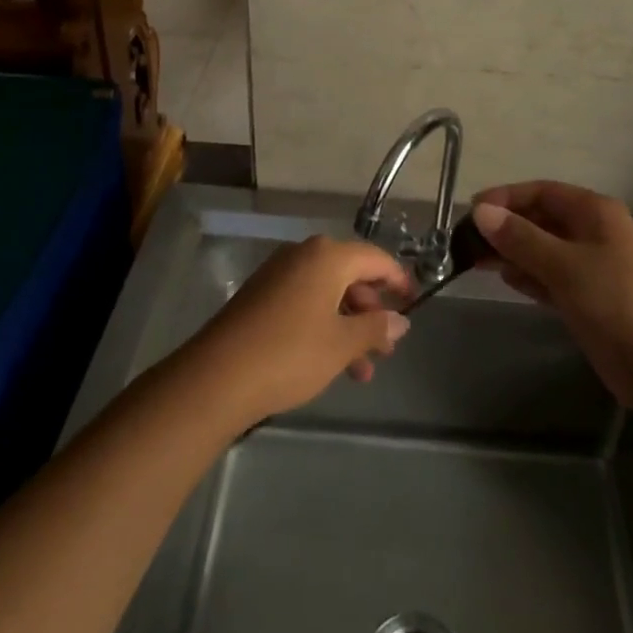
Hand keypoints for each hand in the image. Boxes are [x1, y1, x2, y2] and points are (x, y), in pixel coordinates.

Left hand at [186, 235, 412, 425]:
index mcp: (328, 256)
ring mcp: (279, 274)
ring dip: (349, 326)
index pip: (376, 258)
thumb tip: (400, 321)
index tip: (415, 303)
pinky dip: (324, 325)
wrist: (217, 377)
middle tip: (386, 348)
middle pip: (351, 274)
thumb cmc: (290, 353)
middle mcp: (304, 255)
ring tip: (362, 371)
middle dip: (372, 311)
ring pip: (328, 293)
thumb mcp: (342, 344)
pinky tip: (330, 363)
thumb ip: (376, 328)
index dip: (399, 280)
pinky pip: (305, 301)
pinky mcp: (261, 296)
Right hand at [471, 182, 632, 407]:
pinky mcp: (589, 298)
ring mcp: (592, 266)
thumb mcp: (564, 265)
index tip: (472, 211)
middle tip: (468, 240)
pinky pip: (551, 277)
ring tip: (477, 260)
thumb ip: (521, 238)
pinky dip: (529, 275)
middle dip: (507, 226)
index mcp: (595, 212)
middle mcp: (593, 232)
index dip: (507, 197)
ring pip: (544, 249)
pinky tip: (505, 279)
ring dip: (513, 252)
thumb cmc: (616, 301)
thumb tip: (482, 211)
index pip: (542, 192)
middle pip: (542, 219)